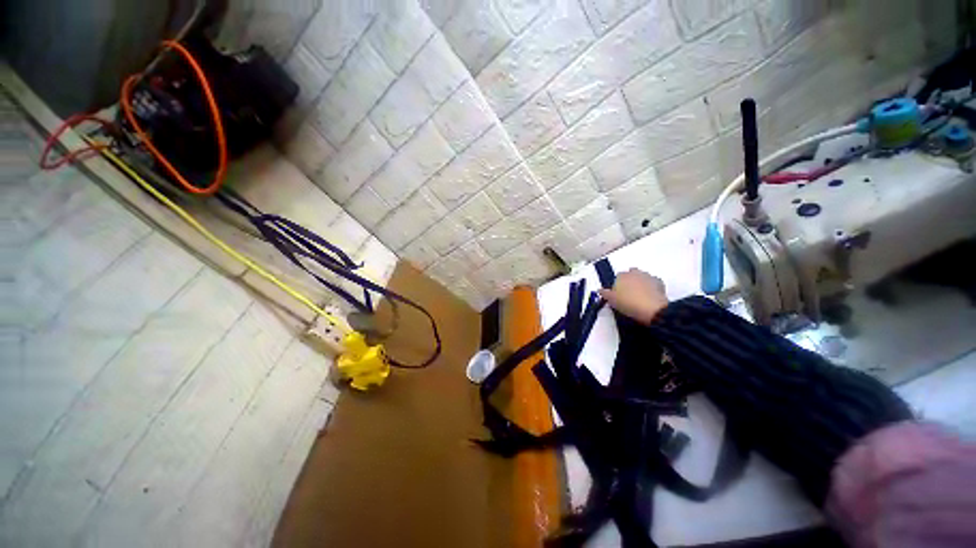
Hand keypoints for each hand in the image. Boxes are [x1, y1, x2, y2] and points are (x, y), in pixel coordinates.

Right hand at [597, 268, 668, 324]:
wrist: (652, 309)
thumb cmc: (628, 303)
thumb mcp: (611, 300)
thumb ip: (604, 293)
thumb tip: (600, 290)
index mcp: (621, 276)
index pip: (617, 277)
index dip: (617, 286)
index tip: (618, 295)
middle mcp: (634, 272)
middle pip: (630, 274)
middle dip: (629, 281)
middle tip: (629, 293)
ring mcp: (648, 276)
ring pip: (641, 277)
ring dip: (640, 282)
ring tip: (639, 295)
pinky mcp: (659, 282)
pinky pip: (653, 282)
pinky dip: (651, 287)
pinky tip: (650, 295)